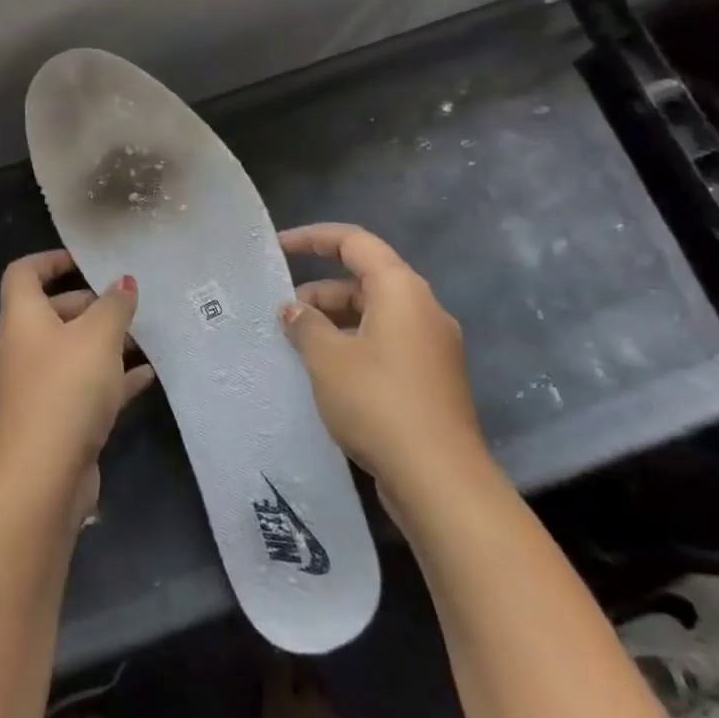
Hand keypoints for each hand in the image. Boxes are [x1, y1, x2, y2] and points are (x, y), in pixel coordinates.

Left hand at [0, 250, 154, 523]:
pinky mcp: (49, 420)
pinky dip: (107, 378)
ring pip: (68, 352)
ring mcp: (32, 387)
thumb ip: (115, 305)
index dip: (52, 260)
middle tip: (127, 308)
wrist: (41, 477)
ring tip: (142, 340)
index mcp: (21, 319)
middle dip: (89, 306)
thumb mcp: (99, 337)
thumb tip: (123, 282)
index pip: (24, 273)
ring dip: (102, 344)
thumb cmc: (66, 389)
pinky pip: (79, 387)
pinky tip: (144, 377)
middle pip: (51, 312)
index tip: (86, 262)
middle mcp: (19, 349)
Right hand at [278, 223, 483, 485]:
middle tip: (282, 313)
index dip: (313, 238)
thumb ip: (306, 325)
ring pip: (374, 314)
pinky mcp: (431, 378)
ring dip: (334, 321)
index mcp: (402, 290)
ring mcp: (431, 345)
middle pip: (365, 280)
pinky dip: (353, 344)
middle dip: (320, 290)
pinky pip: (385, 343)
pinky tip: (325, 372)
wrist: (439, 479)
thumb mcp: (327, 358)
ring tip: (297, 344)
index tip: (279, 247)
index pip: (355, 242)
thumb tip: (294, 309)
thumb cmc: (378, 402)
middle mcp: (423, 309)